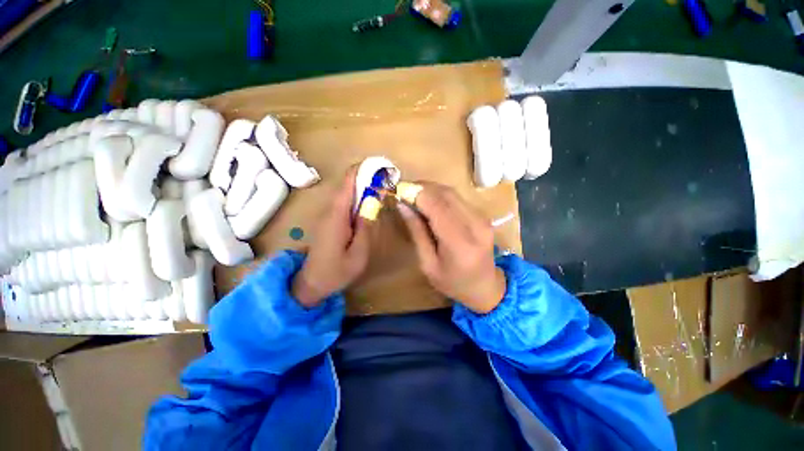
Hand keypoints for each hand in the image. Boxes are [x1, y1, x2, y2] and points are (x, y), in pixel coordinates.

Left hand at [292, 166, 370, 307]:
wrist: (310, 284)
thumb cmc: (336, 271)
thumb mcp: (359, 253)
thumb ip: (366, 226)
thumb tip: (372, 201)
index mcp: (336, 215)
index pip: (347, 182)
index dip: (363, 170)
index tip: (381, 168)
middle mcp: (330, 209)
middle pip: (347, 184)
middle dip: (366, 177)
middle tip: (387, 179)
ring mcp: (328, 214)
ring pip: (346, 192)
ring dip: (363, 186)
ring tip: (381, 188)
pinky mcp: (329, 220)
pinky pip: (344, 202)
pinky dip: (357, 197)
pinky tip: (368, 204)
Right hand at [397, 182, 505, 313]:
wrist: (485, 287)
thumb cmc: (452, 282)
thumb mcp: (428, 264)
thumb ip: (417, 233)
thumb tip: (403, 205)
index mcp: (460, 244)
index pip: (438, 207)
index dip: (417, 194)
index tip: (399, 192)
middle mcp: (475, 225)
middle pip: (446, 194)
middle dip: (422, 188)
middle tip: (404, 191)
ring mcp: (482, 218)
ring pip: (452, 192)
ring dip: (431, 189)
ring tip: (414, 196)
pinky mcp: (483, 215)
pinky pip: (458, 198)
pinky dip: (441, 195)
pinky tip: (430, 203)